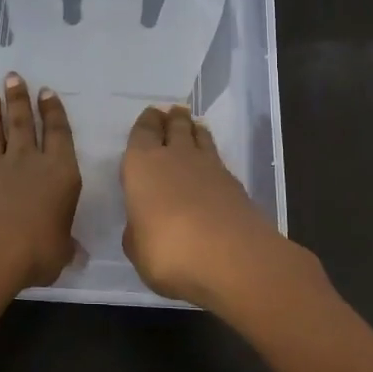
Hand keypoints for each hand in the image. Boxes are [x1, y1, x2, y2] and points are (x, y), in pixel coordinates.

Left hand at [0, 73, 81, 293]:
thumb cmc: (35, 250)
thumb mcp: (60, 252)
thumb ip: (65, 245)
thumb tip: (77, 253)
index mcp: (59, 173)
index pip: (59, 134)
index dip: (54, 112)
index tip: (46, 92)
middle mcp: (27, 160)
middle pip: (23, 122)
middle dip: (19, 99)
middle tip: (13, 77)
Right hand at [120, 103, 321, 314]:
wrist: (231, 258)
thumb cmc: (168, 251)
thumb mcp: (137, 249)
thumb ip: (137, 230)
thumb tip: (143, 223)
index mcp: (142, 165)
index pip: (142, 132)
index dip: (146, 123)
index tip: (150, 115)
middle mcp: (175, 156)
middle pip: (174, 126)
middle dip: (171, 118)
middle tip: (172, 113)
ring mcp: (209, 167)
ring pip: (200, 136)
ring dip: (194, 130)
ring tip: (193, 128)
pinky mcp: (235, 183)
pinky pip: (218, 160)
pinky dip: (212, 157)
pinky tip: (210, 166)